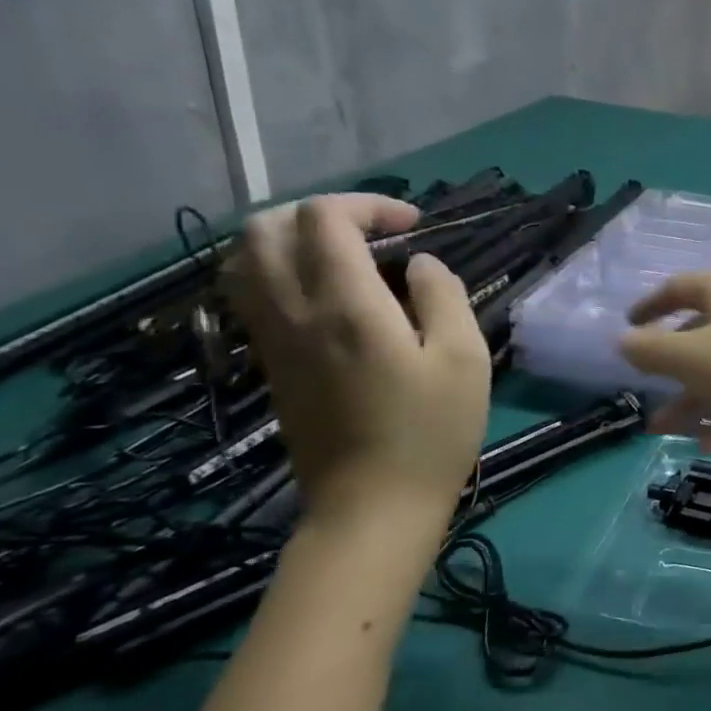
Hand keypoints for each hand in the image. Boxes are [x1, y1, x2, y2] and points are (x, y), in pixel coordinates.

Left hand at [224, 194, 491, 523]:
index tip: (414, 225)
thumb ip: (444, 298)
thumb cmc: (432, 432)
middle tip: (374, 233)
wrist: (372, 505)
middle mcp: (293, 313)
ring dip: (291, 238)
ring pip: (245, 259)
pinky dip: (278, 270)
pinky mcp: (268, 363)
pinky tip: (325, 291)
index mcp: (346, 307)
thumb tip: (420, 264)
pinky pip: (249, 293)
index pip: (324, 219)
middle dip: (320, 212)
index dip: (368, 205)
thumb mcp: (465, 359)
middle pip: (266, 227)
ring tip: (346, 255)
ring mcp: (272, 339)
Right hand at [618, 270, 710, 450]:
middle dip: (670, 369)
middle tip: (648, 396)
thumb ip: (650, 350)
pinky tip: (707, 444)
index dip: (650, 306)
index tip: (629, 326)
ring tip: (664, 432)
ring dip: (693, 398)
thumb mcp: (690, 358)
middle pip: (701, 334)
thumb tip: (624, 340)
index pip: (680, 288)